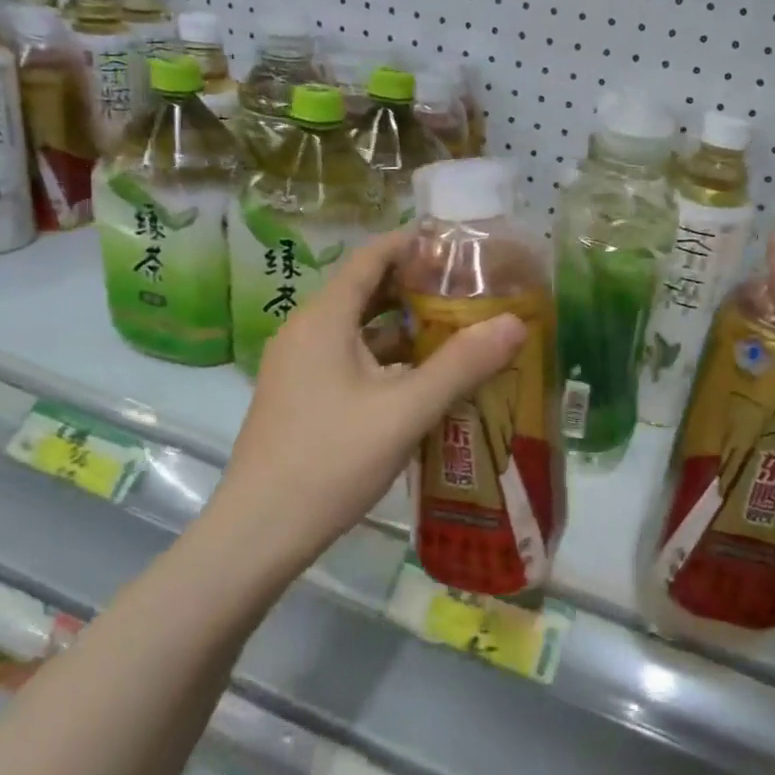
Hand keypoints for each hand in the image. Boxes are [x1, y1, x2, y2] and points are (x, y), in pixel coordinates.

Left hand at [214, 230, 526, 573]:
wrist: (259, 532)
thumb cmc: (331, 460)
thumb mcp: (405, 411)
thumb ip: (461, 365)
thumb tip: (515, 323)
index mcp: (324, 319)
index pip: (371, 257)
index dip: (412, 243)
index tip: (457, 242)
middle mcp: (306, 331)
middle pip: (365, 290)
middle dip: (416, 286)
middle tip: (468, 288)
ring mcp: (298, 366)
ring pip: (358, 329)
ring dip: (403, 326)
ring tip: (454, 328)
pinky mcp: (300, 396)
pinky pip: (348, 359)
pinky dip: (385, 358)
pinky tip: (420, 379)